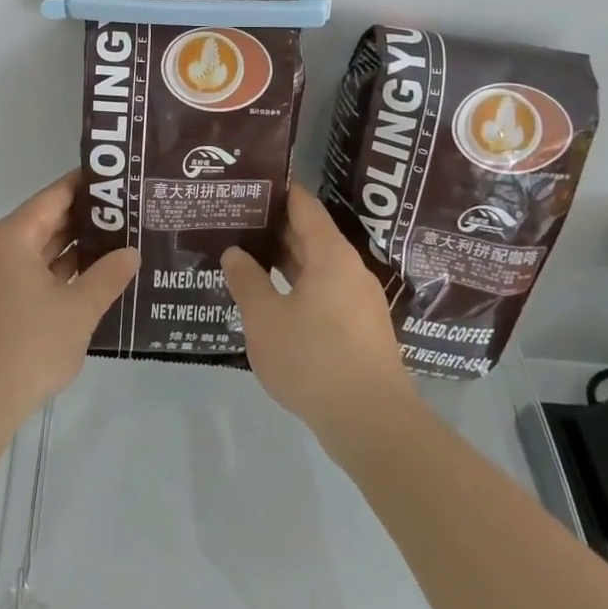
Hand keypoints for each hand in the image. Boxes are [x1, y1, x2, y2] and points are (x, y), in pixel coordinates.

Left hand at [0, 173, 138, 440]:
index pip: (54, 196)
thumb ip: (108, 276)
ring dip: (72, 249)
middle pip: (45, 221)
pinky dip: (56, 273)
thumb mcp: (78, 310)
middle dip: (85, 219)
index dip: (87, 185)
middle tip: (129, 213)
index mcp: (11, 237)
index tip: (119, 180)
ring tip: (117, 243)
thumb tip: (130, 253)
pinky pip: (28, 274)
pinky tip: (89, 279)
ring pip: (37, 250)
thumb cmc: (27, 347)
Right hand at [221, 186, 417, 441]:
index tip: (248, 183)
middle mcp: (349, 269)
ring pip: (315, 266)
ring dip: (283, 260)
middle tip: (235, 219)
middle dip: (273, 226)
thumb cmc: (314, 360)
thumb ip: (247, 281)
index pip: (303, 205)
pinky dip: (296, 285)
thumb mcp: (265, 319)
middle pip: (310, 234)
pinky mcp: (359, 329)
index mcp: (330, 255)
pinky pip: (323, 292)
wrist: (372, 424)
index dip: (276, 190)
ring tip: (245, 255)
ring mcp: (358, 300)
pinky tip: (270, 298)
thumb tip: (235, 253)